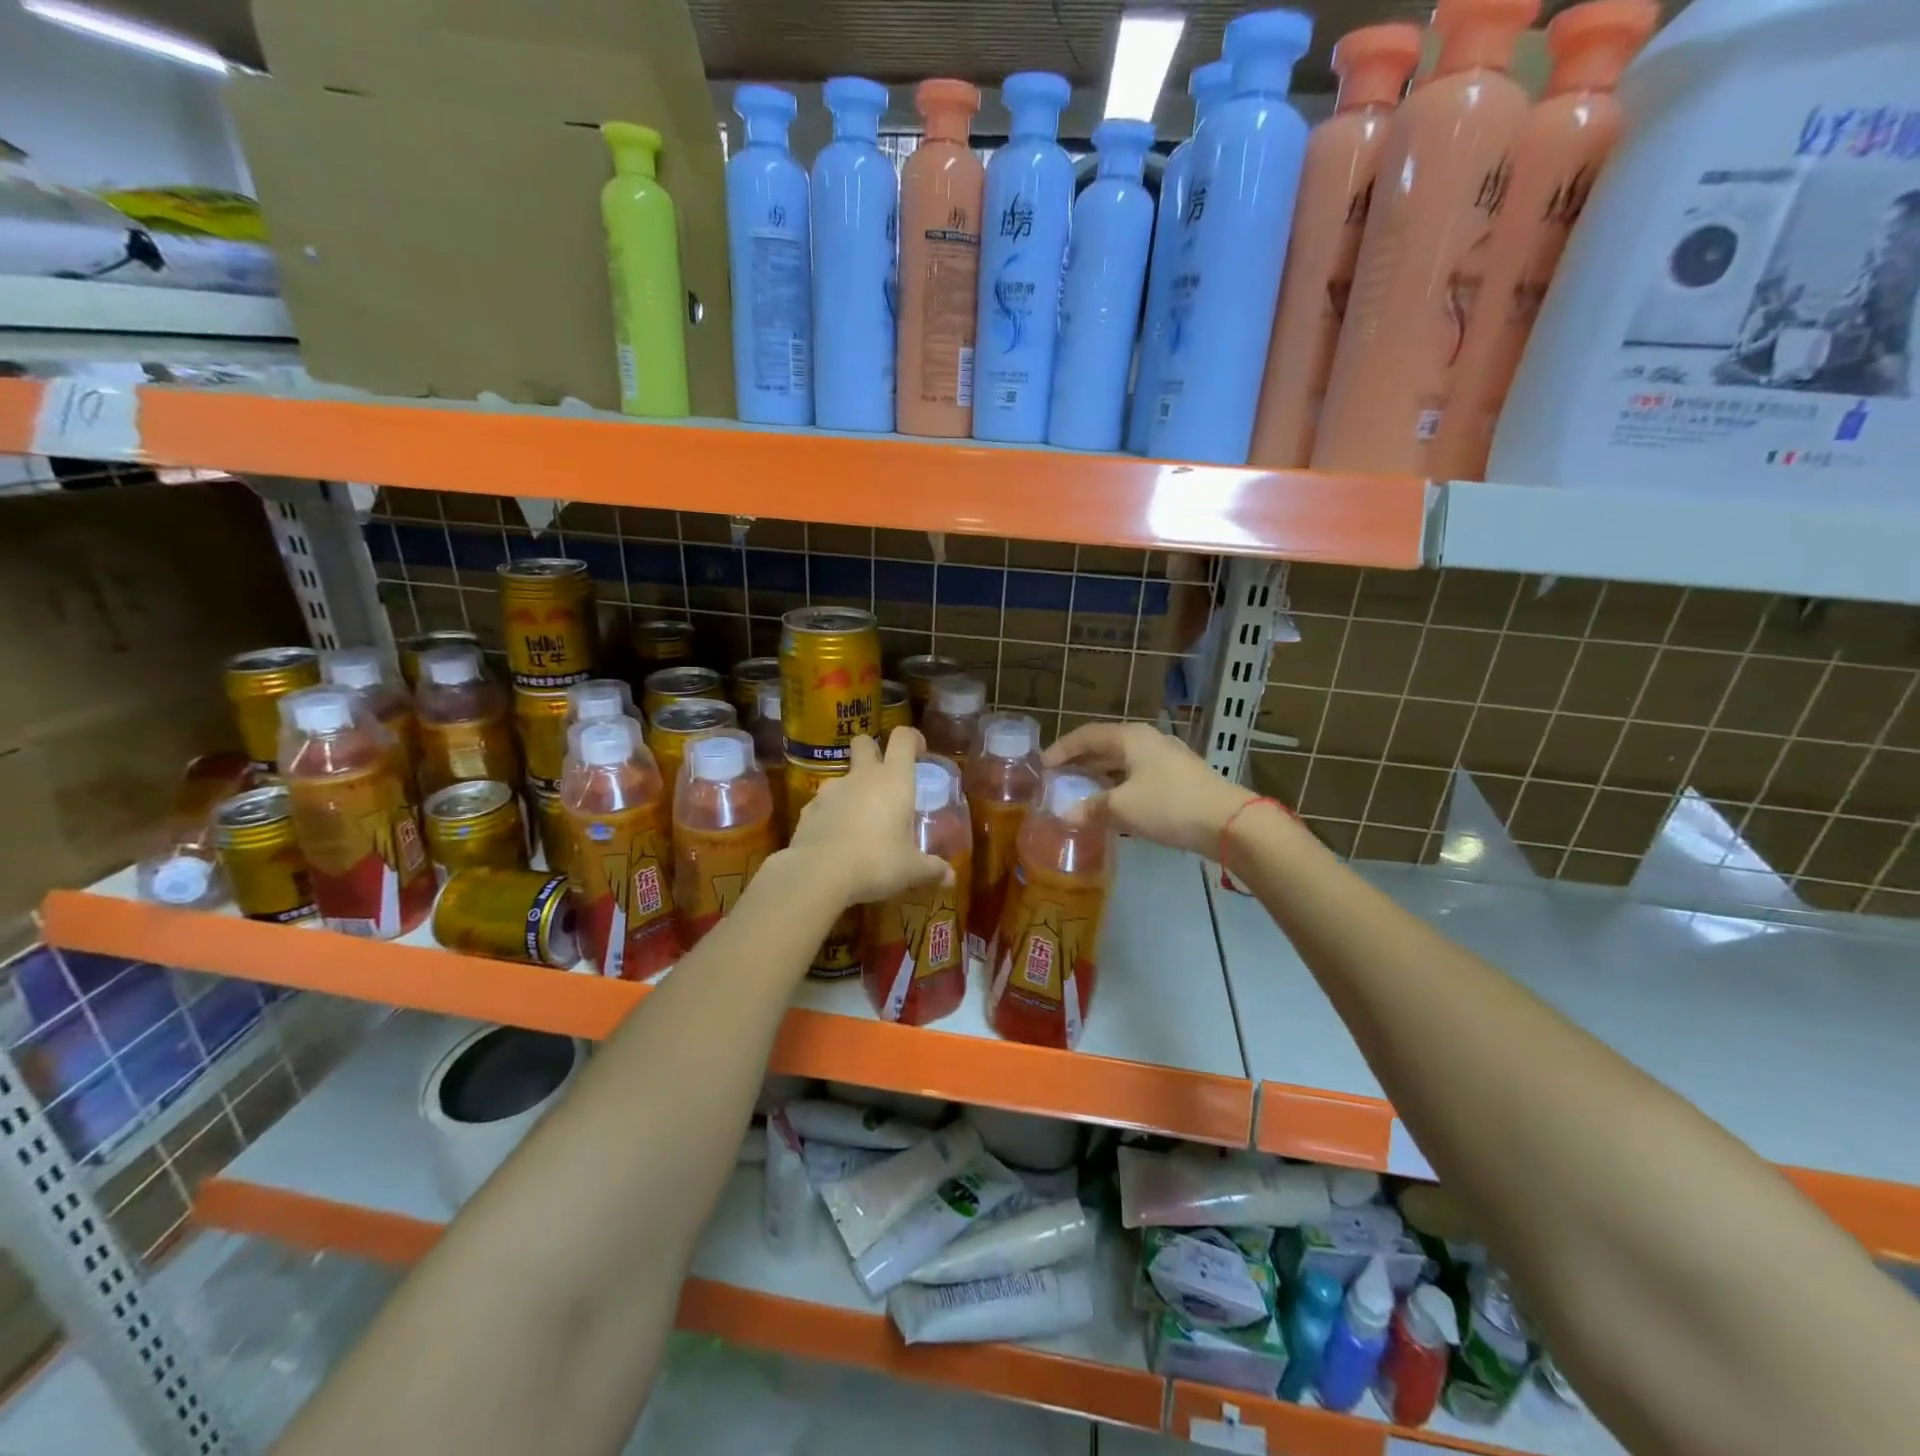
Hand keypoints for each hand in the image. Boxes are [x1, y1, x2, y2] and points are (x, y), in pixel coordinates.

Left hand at [786, 728, 952, 905]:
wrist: (818, 873)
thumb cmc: (876, 862)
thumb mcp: (911, 870)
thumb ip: (932, 870)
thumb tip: (951, 878)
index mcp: (894, 780)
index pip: (904, 738)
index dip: (913, 739)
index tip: (920, 754)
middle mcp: (862, 776)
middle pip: (864, 742)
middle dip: (873, 750)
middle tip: (885, 778)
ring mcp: (831, 790)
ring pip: (843, 776)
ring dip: (852, 789)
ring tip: (861, 821)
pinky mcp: (809, 809)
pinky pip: (824, 804)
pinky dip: (832, 814)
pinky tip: (837, 840)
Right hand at [1044, 722, 1256, 858]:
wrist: (1228, 822)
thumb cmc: (1169, 805)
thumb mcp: (1123, 808)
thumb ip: (1091, 809)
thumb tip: (1067, 815)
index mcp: (1131, 737)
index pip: (1087, 735)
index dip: (1062, 749)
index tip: (1042, 765)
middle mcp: (1147, 741)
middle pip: (1105, 747)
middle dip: (1080, 763)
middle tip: (1058, 779)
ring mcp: (1166, 759)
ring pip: (1123, 763)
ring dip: (1100, 777)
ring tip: (1080, 793)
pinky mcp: (1178, 779)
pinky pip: (1138, 777)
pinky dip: (1119, 788)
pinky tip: (1112, 806)